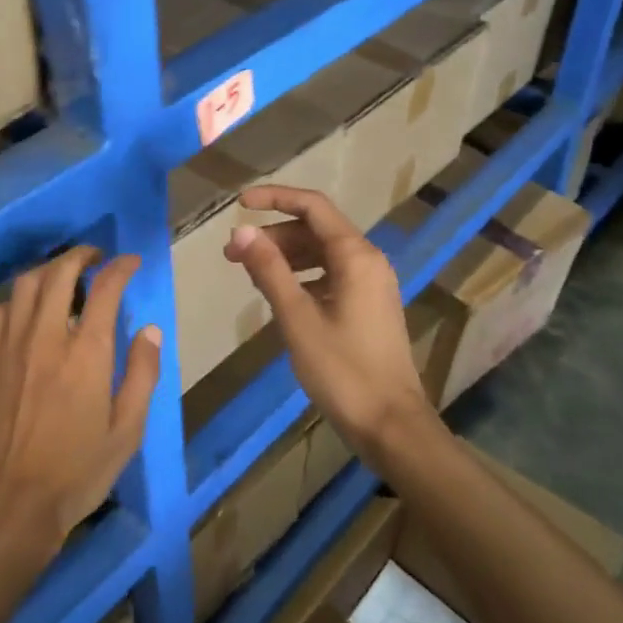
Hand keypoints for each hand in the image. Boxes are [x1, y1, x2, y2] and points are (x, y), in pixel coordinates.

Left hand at [0, 247, 162, 554]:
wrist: (12, 503)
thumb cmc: (78, 470)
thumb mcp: (128, 430)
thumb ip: (143, 374)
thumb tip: (150, 330)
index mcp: (87, 353)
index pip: (106, 288)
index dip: (120, 267)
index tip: (129, 262)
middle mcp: (46, 337)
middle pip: (60, 272)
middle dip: (80, 255)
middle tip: (93, 258)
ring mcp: (8, 346)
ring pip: (25, 285)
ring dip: (47, 272)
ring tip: (60, 278)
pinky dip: (15, 302)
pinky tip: (23, 313)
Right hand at [225, 187, 436, 455]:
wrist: (390, 425)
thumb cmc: (342, 370)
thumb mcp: (297, 318)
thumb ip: (268, 270)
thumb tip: (239, 231)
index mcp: (356, 257)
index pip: (312, 206)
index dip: (274, 198)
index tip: (238, 204)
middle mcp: (368, 261)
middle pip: (315, 229)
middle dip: (272, 235)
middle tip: (232, 255)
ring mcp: (371, 284)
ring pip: (321, 253)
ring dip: (284, 256)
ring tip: (249, 274)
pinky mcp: (367, 306)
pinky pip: (330, 275)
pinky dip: (301, 276)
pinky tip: (278, 294)